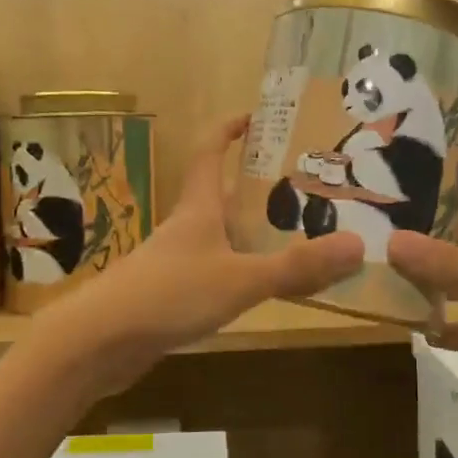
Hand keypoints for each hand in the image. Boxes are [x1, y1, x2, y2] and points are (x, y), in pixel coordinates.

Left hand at [33, 114, 362, 396]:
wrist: (99, 343)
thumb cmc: (168, 294)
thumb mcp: (239, 279)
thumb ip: (295, 267)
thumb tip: (358, 246)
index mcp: (199, 208)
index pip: (210, 152)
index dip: (229, 129)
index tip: (256, 115)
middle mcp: (187, 227)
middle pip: (223, 195)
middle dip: (259, 187)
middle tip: (306, 187)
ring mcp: (176, 262)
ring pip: (221, 236)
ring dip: (253, 232)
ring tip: (299, 235)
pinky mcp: (171, 295)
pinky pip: (216, 271)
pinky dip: (242, 270)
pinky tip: (262, 287)